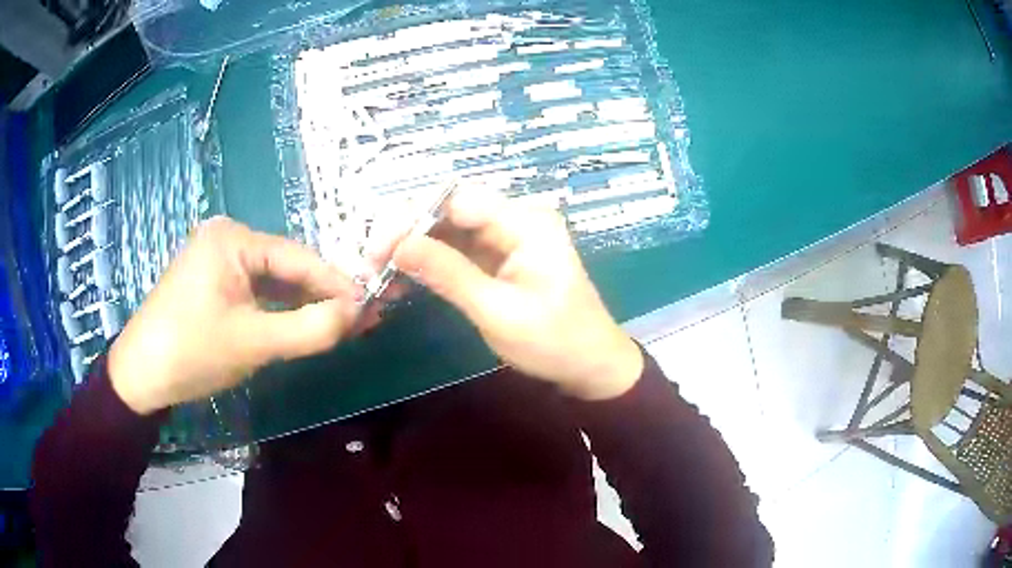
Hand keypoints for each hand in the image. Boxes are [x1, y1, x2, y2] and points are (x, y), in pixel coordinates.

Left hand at [109, 217, 362, 414]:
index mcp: (233, 239)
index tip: (373, 306)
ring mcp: (217, 259)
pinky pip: (254, 292)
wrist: (140, 376)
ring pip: (272, 282)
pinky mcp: (212, 282)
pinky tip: (301, 325)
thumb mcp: (254, 343)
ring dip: (302, 305)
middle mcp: (227, 238)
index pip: (298, 258)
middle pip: (286, 267)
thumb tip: (360, 313)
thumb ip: (310, 328)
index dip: (337, 284)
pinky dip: (278, 311)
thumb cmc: (192, 352)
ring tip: (338, 326)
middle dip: (321, 296)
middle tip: (360, 321)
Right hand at [393, 190, 642, 400]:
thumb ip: (448, 274)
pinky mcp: (498, 257)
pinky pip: (456, 249)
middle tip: (372, 263)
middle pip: (449, 210)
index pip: (456, 199)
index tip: (377, 248)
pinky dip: (429, 262)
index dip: (412, 217)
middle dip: (407, 232)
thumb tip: (398, 245)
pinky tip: (403, 278)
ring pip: (448, 229)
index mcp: (525, 221)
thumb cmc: (554, 341)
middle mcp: (515, 218)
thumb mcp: (498, 311)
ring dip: (413, 248)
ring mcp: (507, 237)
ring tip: (379, 273)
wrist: (590, 366)